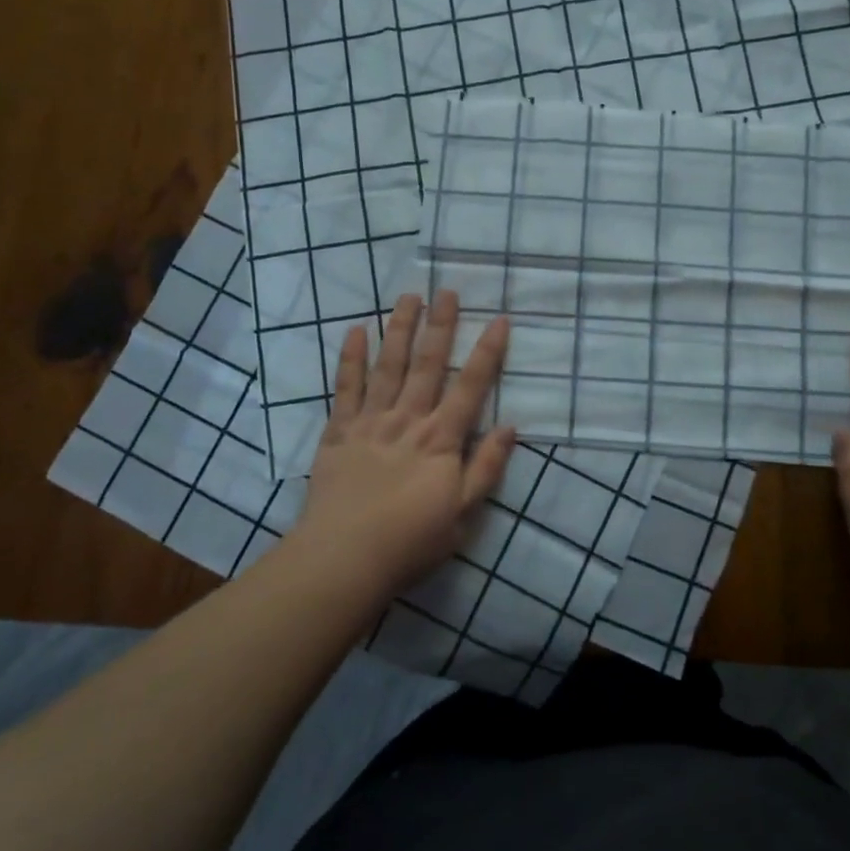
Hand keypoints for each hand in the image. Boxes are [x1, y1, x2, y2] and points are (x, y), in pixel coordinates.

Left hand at [294, 290, 515, 598]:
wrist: (343, 559)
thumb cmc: (410, 541)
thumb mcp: (463, 515)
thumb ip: (486, 468)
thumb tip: (510, 427)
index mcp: (441, 439)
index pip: (470, 387)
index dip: (487, 352)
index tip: (499, 320)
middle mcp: (408, 419)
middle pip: (428, 365)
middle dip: (440, 326)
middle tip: (447, 291)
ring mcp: (371, 421)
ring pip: (388, 366)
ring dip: (400, 329)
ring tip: (409, 297)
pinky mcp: (339, 431)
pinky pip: (346, 388)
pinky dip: (351, 358)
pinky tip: (357, 331)